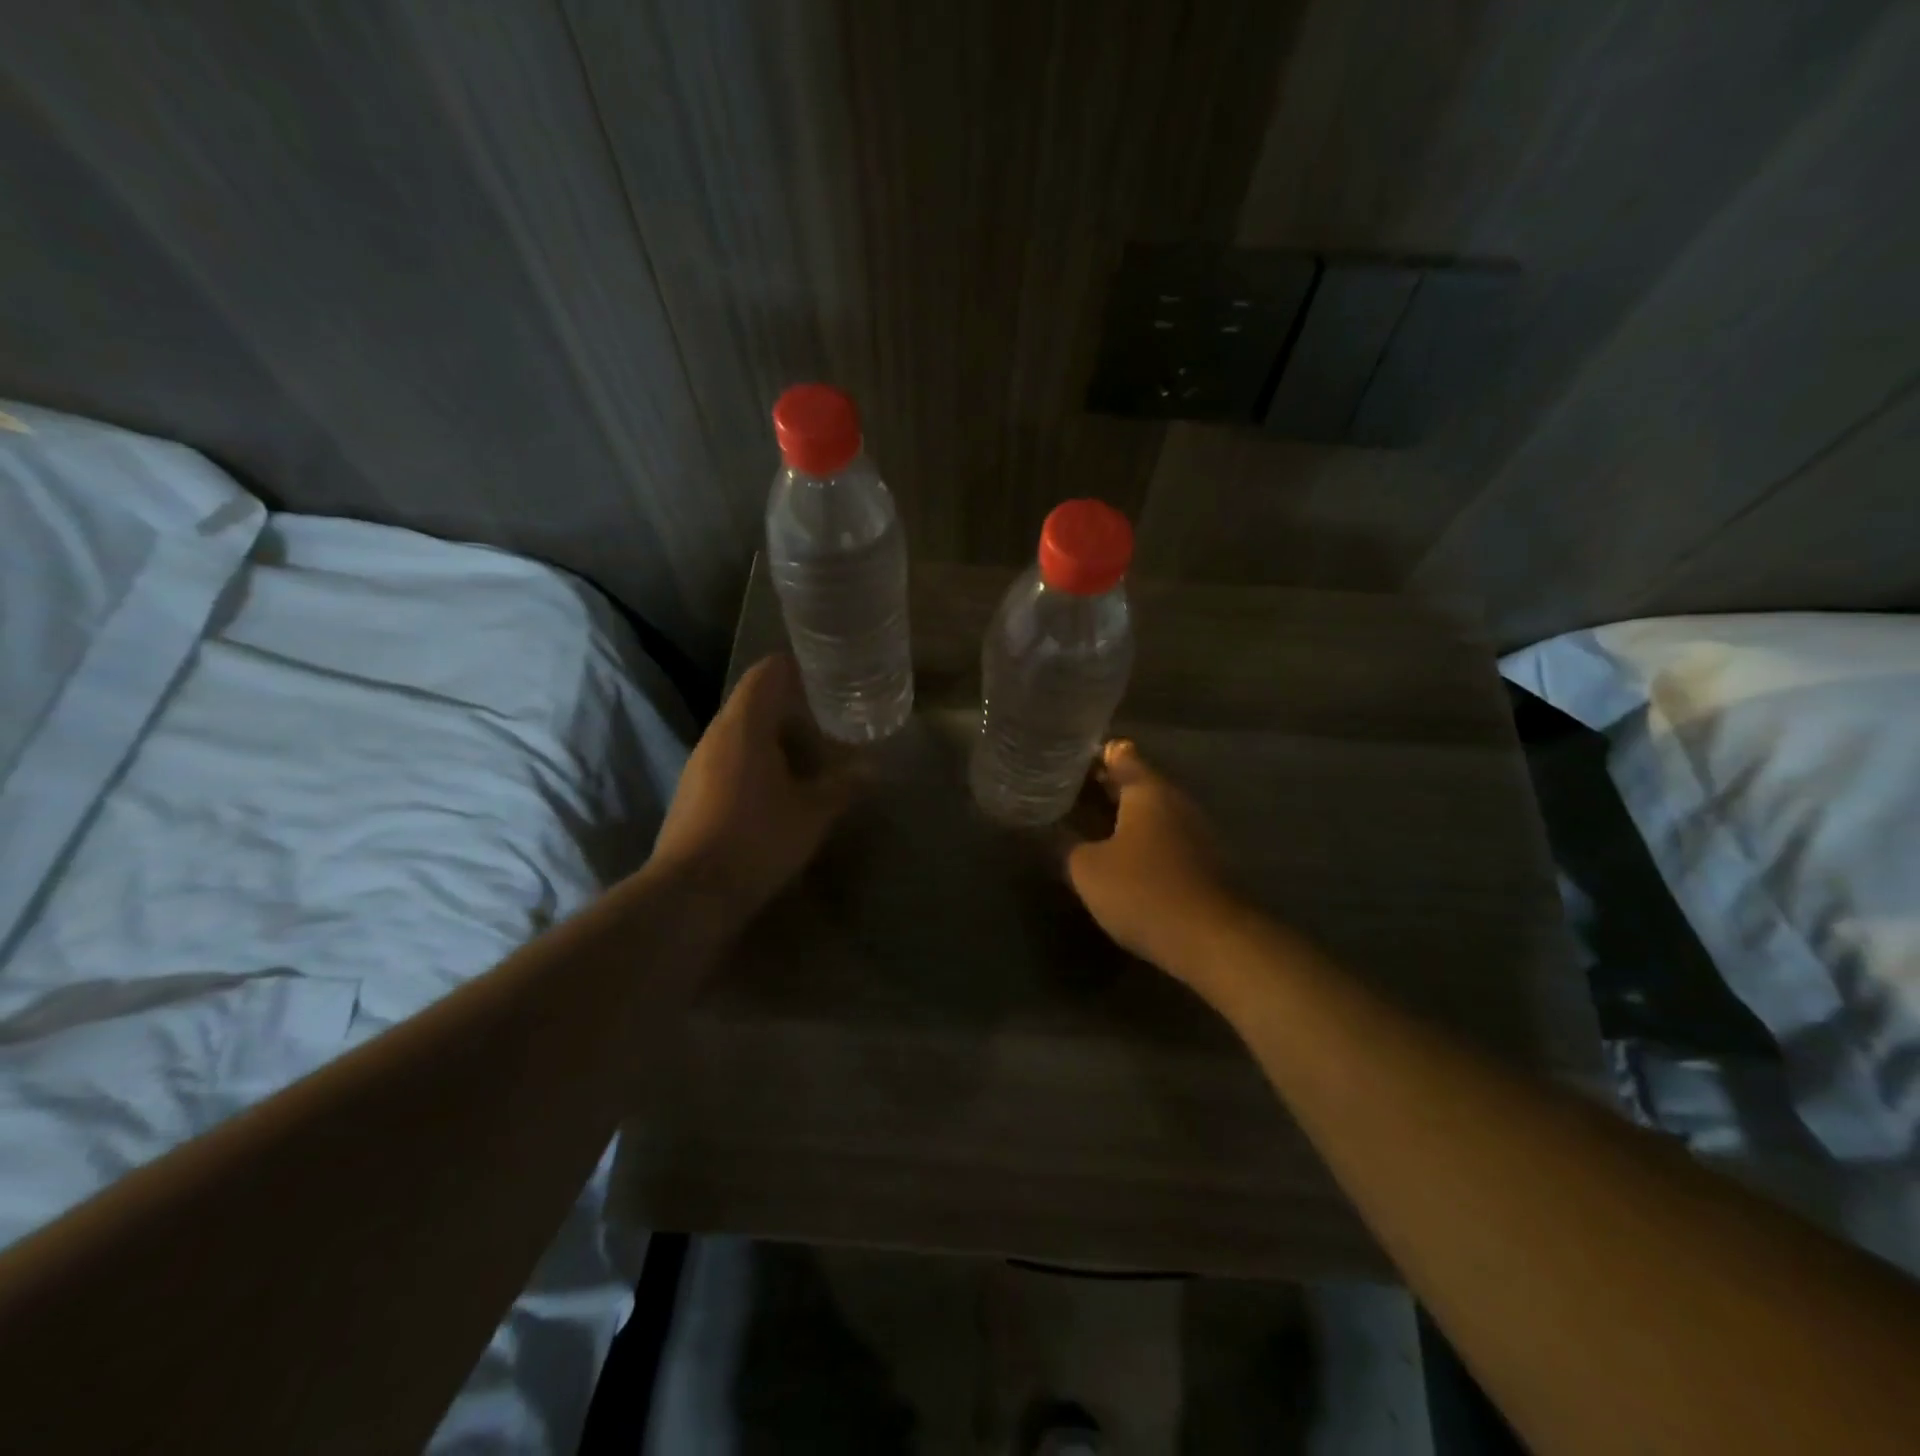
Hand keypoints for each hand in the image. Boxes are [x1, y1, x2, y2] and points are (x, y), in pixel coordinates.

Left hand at [650, 654, 859, 913]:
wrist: (691, 893)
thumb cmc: (757, 839)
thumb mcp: (813, 813)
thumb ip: (844, 786)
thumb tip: (874, 769)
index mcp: (744, 726)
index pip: (766, 673)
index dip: (795, 667)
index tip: (825, 674)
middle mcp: (716, 735)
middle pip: (753, 701)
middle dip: (790, 704)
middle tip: (828, 715)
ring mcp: (698, 764)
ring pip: (740, 733)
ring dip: (773, 735)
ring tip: (810, 750)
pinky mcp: (692, 792)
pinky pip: (729, 759)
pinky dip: (756, 759)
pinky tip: (779, 785)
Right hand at [1065, 740, 1245, 977]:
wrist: (1210, 940)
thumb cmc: (1142, 891)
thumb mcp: (1087, 869)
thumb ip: (1065, 844)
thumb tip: (1048, 829)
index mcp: (1148, 790)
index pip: (1119, 755)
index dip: (1091, 755)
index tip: (1064, 762)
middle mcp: (1175, 801)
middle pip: (1136, 782)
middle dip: (1103, 786)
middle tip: (1066, 793)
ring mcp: (1194, 831)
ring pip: (1150, 811)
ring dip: (1122, 815)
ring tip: (1086, 824)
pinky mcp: (1201, 861)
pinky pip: (1162, 837)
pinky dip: (1139, 839)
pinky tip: (1117, 855)